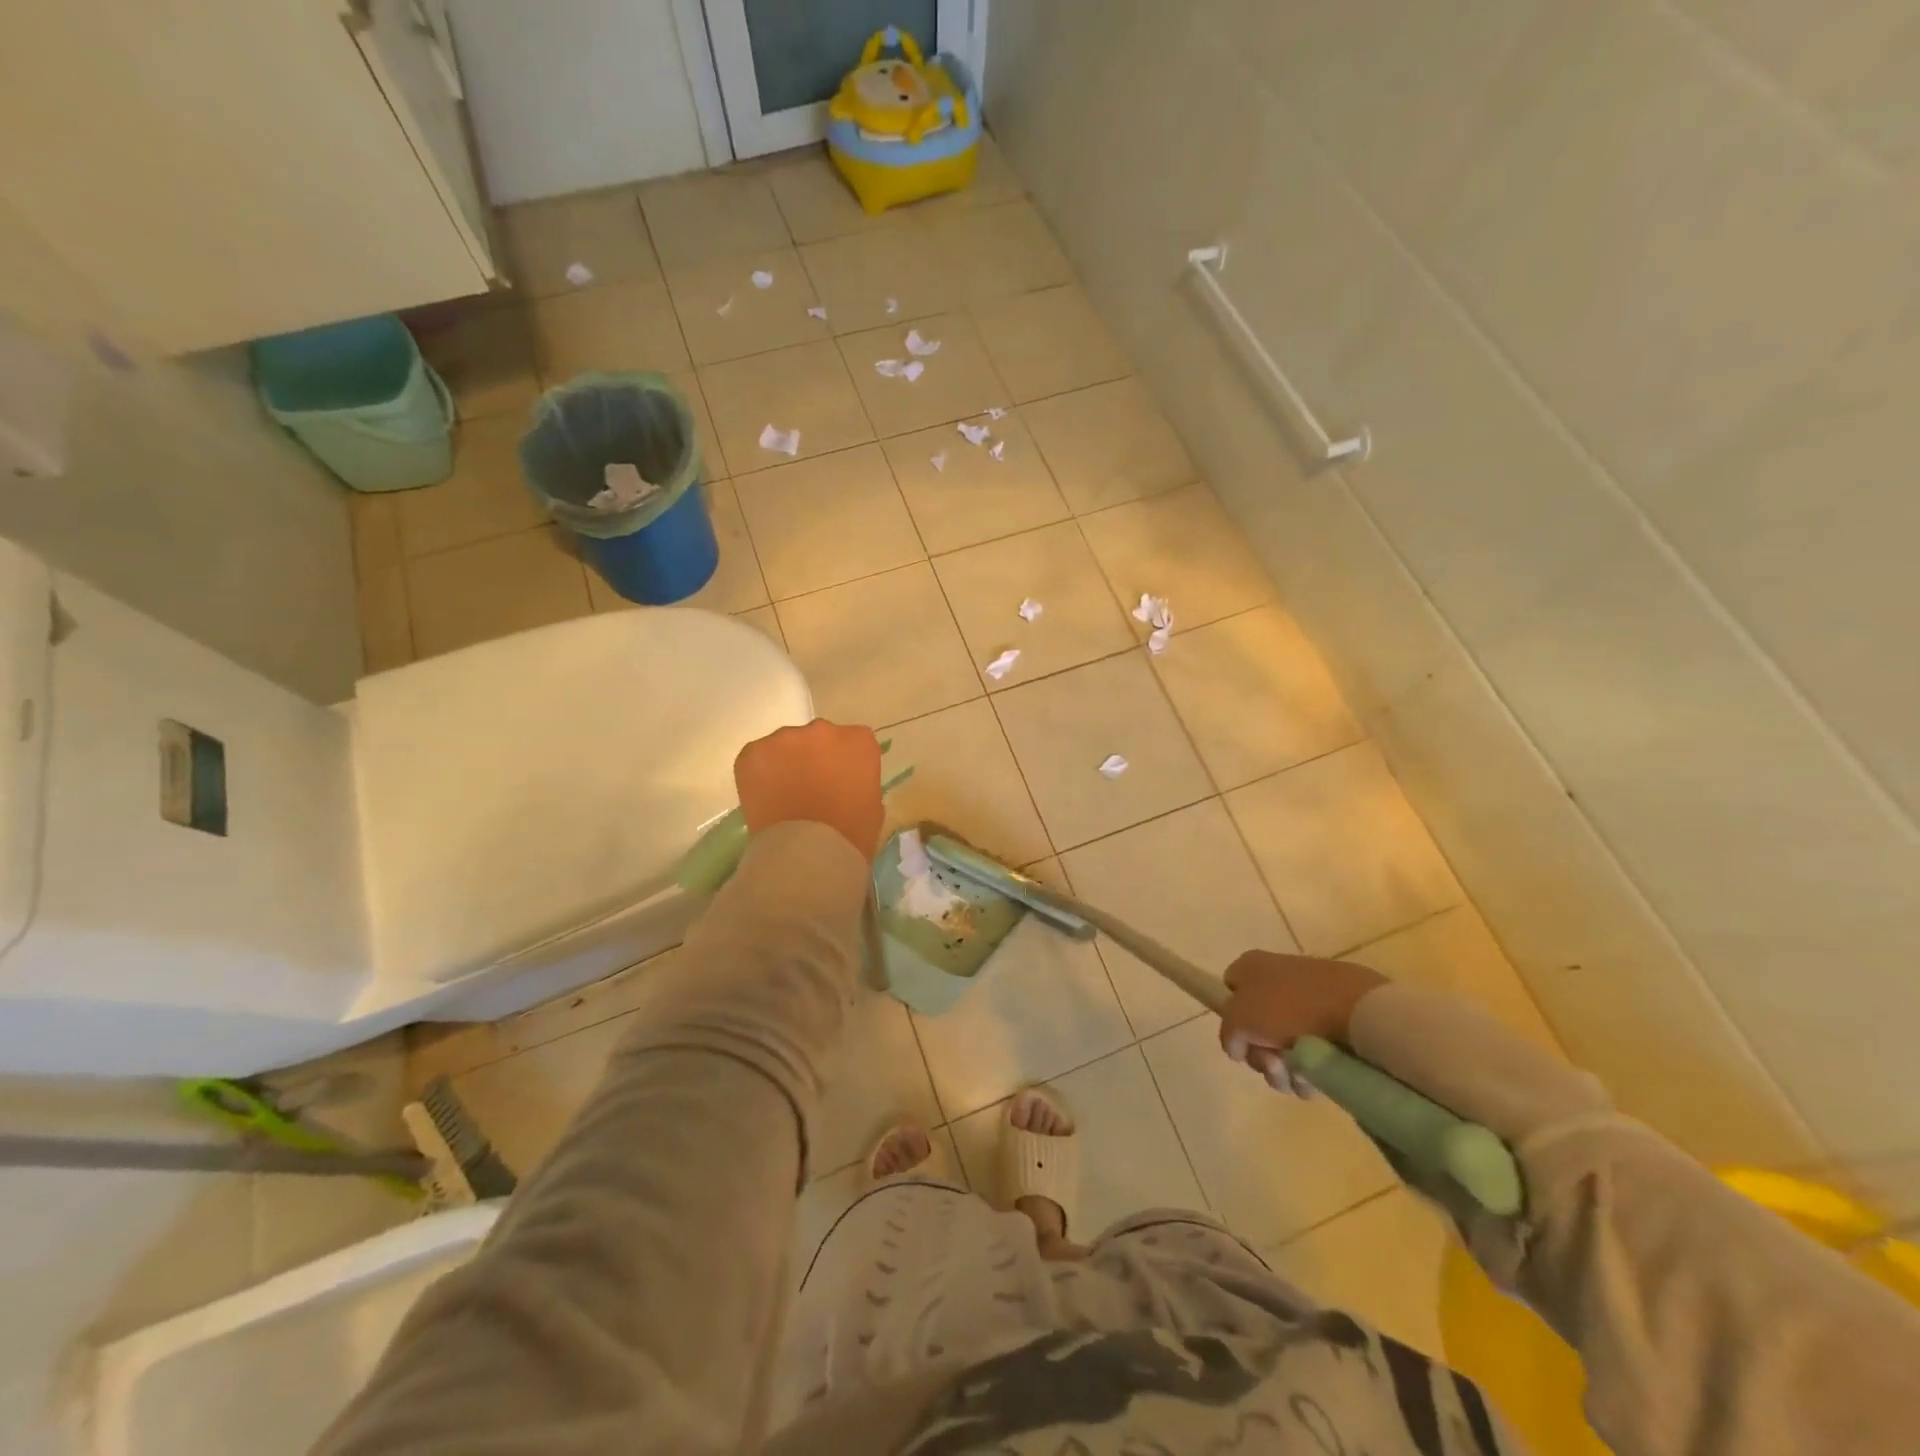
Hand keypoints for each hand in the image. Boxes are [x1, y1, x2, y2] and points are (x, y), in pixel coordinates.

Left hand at [734, 719, 884, 858]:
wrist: (807, 853)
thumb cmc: (850, 836)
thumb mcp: (872, 806)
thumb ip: (860, 782)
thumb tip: (844, 784)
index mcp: (859, 741)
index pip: (854, 741)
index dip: (845, 762)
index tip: (841, 782)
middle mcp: (824, 730)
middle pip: (819, 737)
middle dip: (816, 757)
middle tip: (811, 788)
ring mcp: (786, 738)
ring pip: (786, 745)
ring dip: (787, 763)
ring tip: (783, 795)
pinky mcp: (754, 751)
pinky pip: (758, 757)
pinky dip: (759, 773)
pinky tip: (764, 798)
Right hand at [1217, 950, 1386, 1094]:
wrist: (1356, 1009)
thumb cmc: (1287, 1008)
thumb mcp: (1238, 1020)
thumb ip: (1228, 1034)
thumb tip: (1238, 1046)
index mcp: (1252, 966)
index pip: (1229, 991)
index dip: (1232, 1020)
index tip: (1243, 1044)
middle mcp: (1278, 975)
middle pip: (1257, 1025)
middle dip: (1261, 1056)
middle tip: (1274, 1067)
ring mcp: (1311, 995)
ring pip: (1286, 1042)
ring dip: (1286, 1069)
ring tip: (1300, 1080)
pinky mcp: (1339, 1015)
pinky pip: (1316, 1047)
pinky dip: (1313, 1067)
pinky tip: (1320, 1079)